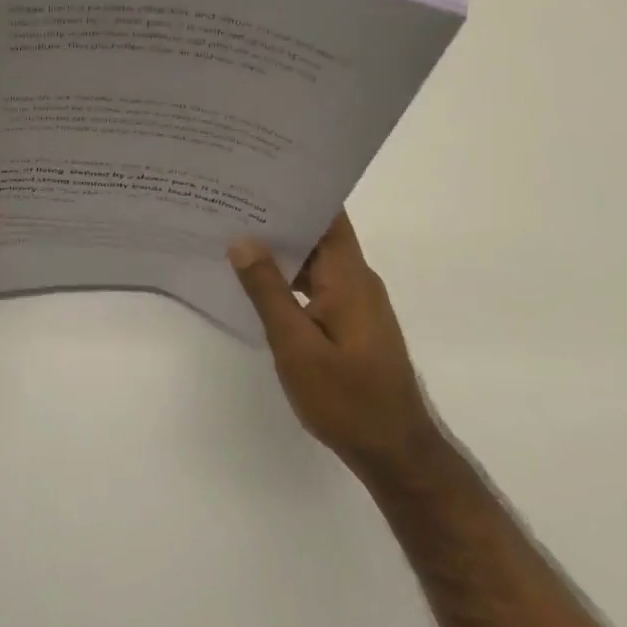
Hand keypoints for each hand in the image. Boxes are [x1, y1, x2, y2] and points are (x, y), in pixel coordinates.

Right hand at [229, 214, 440, 487]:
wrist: (395, 452)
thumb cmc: (346, 398)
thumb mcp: (296, 345)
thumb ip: (268, 291)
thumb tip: (243, 240)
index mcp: (349, 277)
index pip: (328, 216)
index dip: (298, 191)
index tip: (258, 175)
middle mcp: (357, 280)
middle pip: (319, 234)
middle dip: (279, 217)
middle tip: (231, 202)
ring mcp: (356, 302)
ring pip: (316, 260)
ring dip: (282, 249)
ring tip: (235, 234)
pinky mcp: (351, 322)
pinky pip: (317, 284)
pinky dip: (289, 277)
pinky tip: (258, 281)